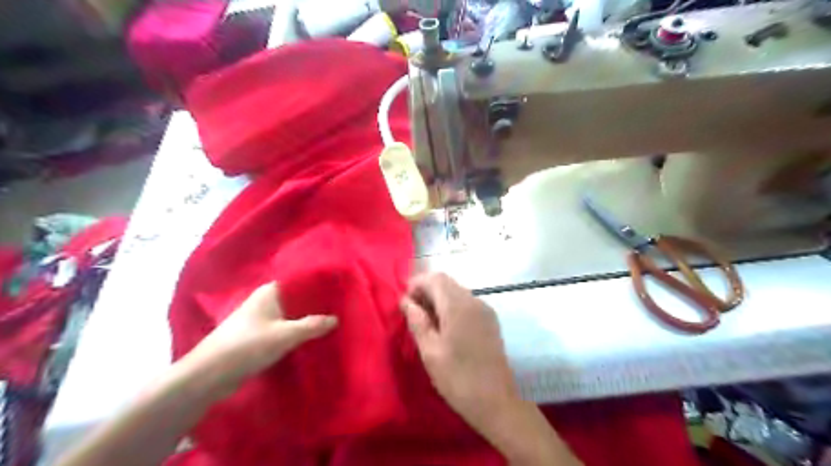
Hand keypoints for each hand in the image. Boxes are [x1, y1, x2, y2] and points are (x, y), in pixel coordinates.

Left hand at [182, 282, 335, 393]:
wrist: (208, 375)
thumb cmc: (247, 346)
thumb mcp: (285, 335)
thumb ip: (312, 326)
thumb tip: (336, 319)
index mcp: (269, 292)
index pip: (299, 281)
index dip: (318, 284)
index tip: (338, 288)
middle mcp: (264, 301)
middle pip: (296, 299)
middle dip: (315, 304)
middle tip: (340, 307)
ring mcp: (259, 319)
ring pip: (289, 315)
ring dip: (306, 320)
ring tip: (331, 322)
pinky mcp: (256, 336)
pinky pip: (283, 329)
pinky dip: (295, 332)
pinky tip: (311, 338)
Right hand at [399, 273, 578, 465]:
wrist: (496, 402)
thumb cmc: (458, 378)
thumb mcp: (430, 352)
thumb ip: (417, 321)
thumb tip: (406, 301)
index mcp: (458, 306)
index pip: (436, 279)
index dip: (417, 283)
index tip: (404, 301)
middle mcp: (474, 301)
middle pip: (447, 283)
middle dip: (427, 290)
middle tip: (412, 312)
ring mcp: (485, 310)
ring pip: (457, 292)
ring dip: (439, 299)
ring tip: (426, 321)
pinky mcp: (490, 321)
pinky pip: (467, 303)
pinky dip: (452, 307)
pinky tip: (445, 327)